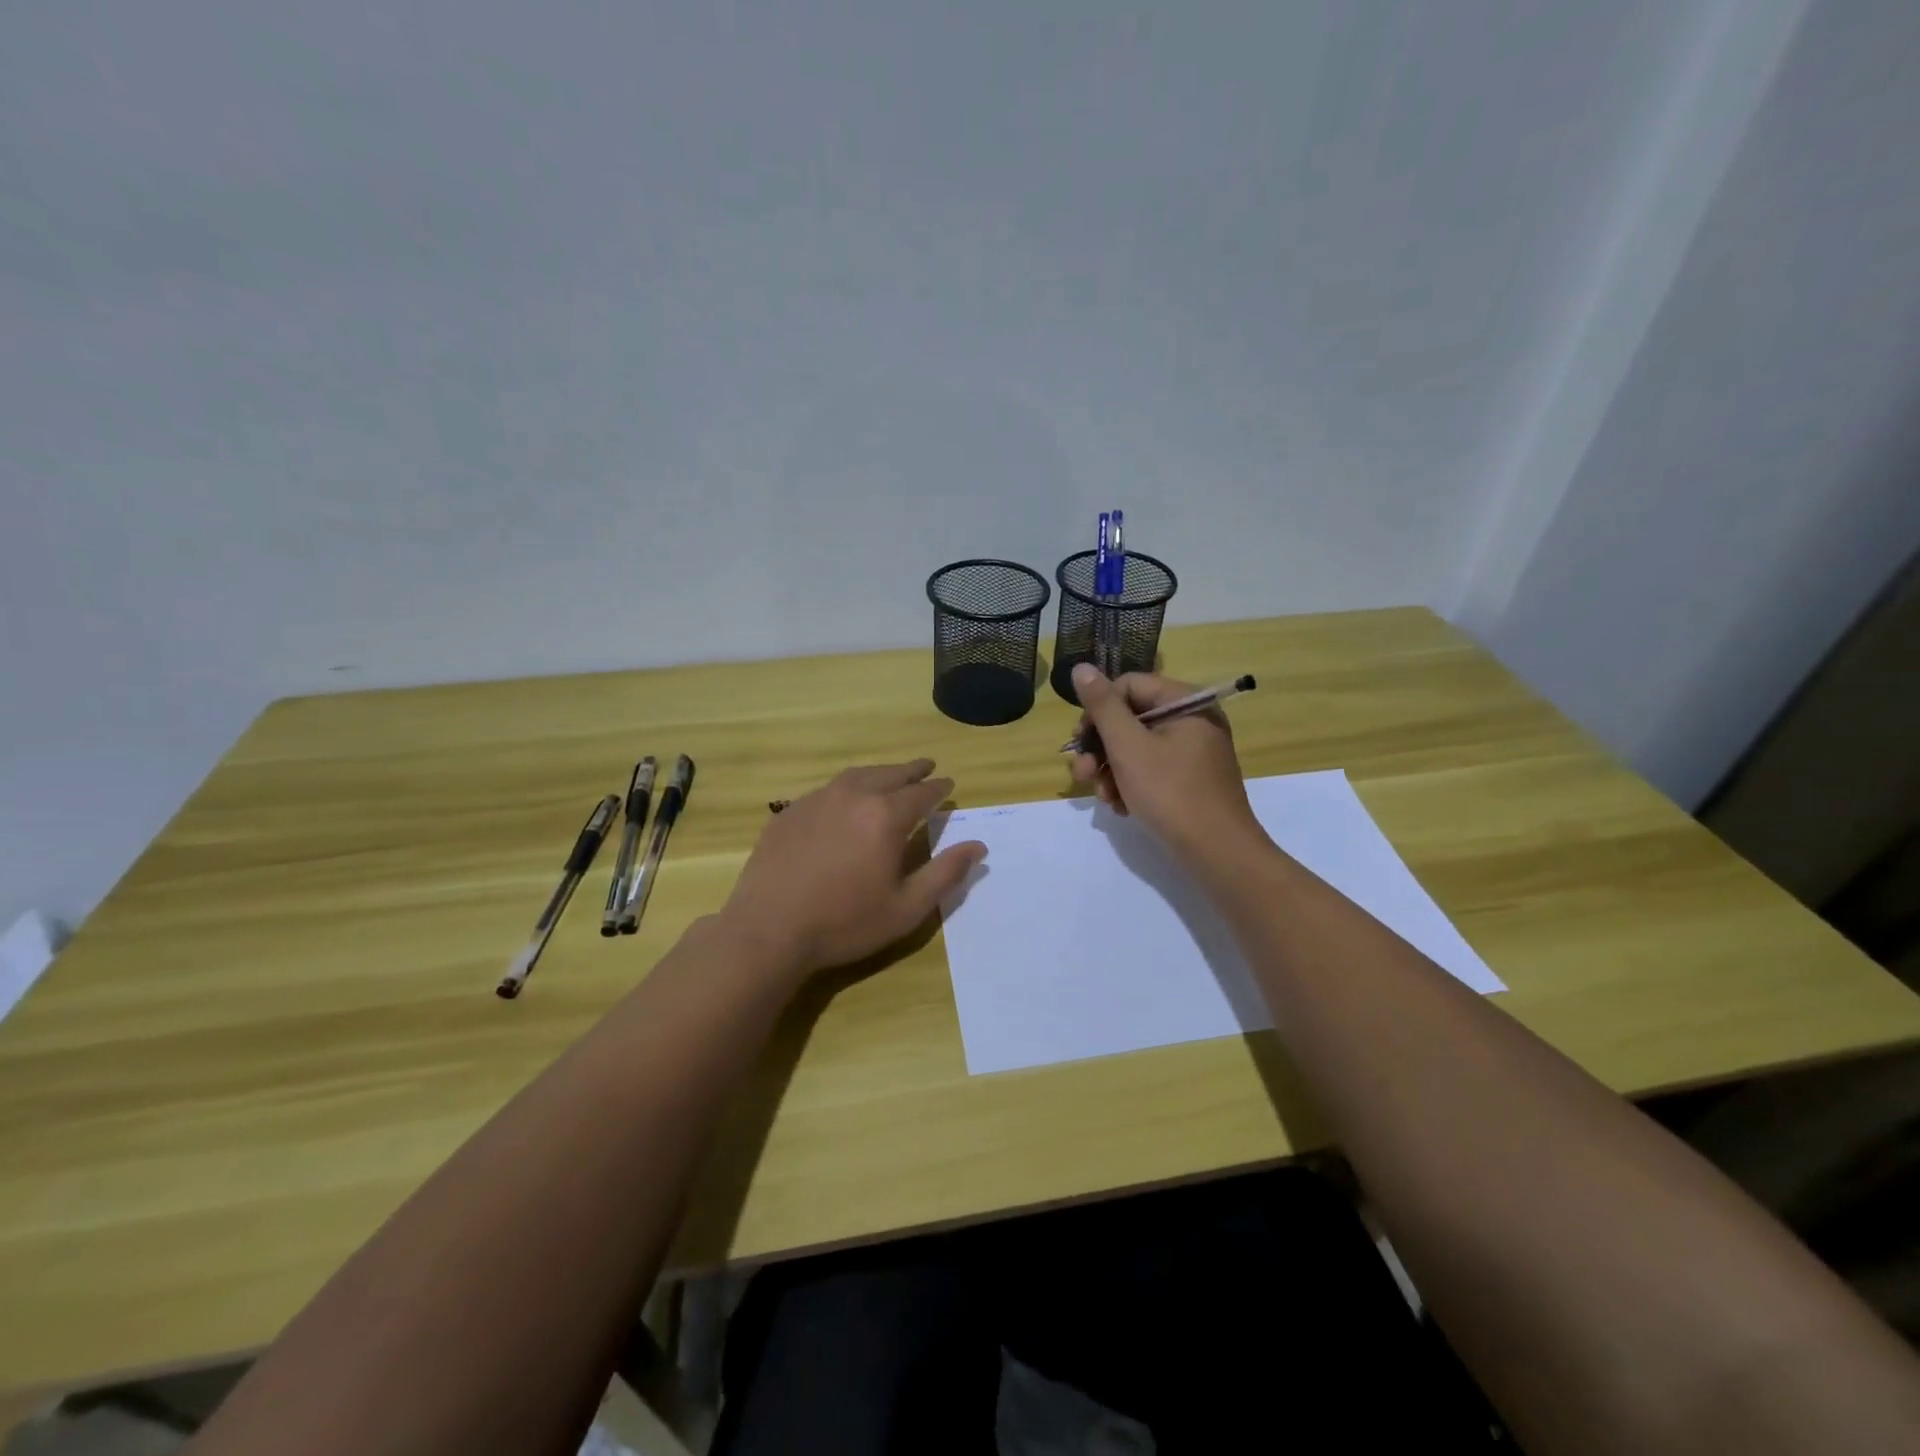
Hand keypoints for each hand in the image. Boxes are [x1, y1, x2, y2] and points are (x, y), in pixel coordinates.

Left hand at [719, 760, 985, 982]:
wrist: (769, 930)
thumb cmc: (845, 923)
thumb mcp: (906, 907)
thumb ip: (945, 873)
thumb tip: (978, 846)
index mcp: (886, 817)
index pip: (921, 793)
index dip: (938, 787)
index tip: (948, 783)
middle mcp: (853, 797)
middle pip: (889, 774)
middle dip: (911, 770)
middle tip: (925, 766)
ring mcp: (816, 800)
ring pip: (856, 775)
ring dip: (879, 772)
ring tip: (889, 776)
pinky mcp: (789, 812)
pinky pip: (826, 790)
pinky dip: (846, 787)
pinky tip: (844, 800)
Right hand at [1068, 664, 1264, 855]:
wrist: (1217, 853)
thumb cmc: (1170, 793)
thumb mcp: (1128, 747)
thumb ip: (1103, 706)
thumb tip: (1081, 667)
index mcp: (1186, 702)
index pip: (1128, 686)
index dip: (1098, 711)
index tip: (1079, 741)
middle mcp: (1193, 720)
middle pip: (1131, 718)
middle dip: (1101, 747)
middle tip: (1082, 773)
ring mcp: (1194, 751)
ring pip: (1137, 747)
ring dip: (1111, 770)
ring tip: (1103, 797)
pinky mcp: (1191, 779)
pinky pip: (1152, 769)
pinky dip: (1131, 784)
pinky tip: (1121, 807)